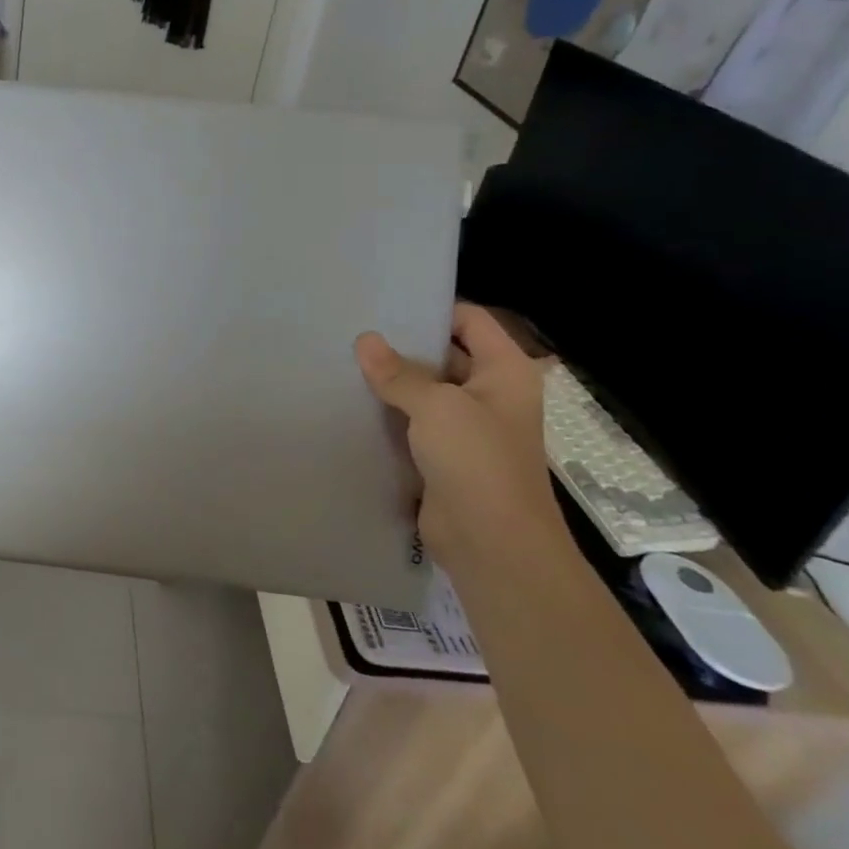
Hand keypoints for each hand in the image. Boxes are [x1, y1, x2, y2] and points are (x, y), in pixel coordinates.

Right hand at [355, 304, 565, 572]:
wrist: (492, 544)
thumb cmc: (477, 462)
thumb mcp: (436, 406)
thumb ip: (399, 372)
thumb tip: (365, 340)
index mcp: (505, 371)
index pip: (469, 321)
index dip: (431, 309)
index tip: (384, 304)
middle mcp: (489, 393)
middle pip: (444, 353)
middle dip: (403, 345)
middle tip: (354, 330)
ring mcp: (467, 426)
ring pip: (425, 390)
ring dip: (392, 381)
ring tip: (343, 360)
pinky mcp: (444, 455)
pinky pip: (413, 422)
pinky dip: (388, 412)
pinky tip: (351, 401)